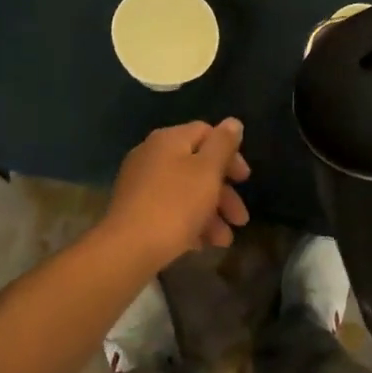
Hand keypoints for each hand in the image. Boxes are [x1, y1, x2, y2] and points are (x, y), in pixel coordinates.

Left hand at [100, 119, 251, 270]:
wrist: (126, 249)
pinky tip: (200, 245)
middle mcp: (151, 154)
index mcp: (169, 139)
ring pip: (185, 191)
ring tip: (224, 241)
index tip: (245, 180)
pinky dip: (188, 222)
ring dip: (210, 213)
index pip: (206, 133)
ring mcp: (140, 183)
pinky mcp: (134, 210)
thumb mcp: (207, 171)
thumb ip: (223, 144)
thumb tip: (233, 122)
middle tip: (240, 219)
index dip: (230, 154)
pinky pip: (169, 209)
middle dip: (223, 193)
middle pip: (198, 165)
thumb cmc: (175, 204)